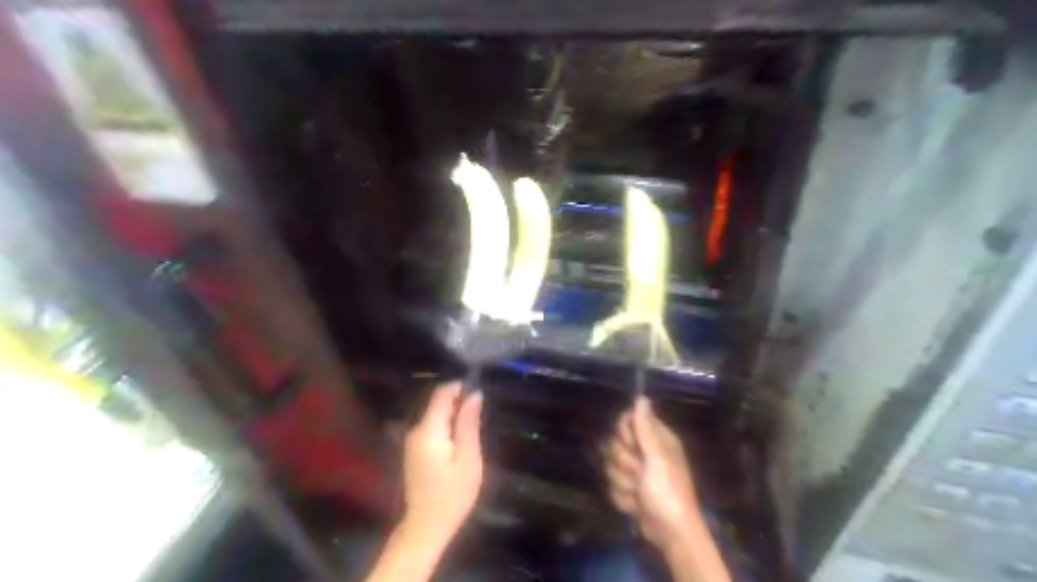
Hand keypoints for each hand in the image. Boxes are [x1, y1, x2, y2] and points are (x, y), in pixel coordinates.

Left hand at [405, 381, 485, 540]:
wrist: (426, 526)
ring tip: (473, 427)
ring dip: (454, 414)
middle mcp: (416, 430)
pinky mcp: (413, 450)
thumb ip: (469, 423)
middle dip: (459, 401)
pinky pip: (431, 427)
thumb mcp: (469, 458)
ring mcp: (412, 440)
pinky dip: (446, 426)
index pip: (442, 394)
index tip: (479, 393)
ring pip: (434, 414)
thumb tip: (474, 394)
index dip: (460, 387)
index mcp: (429, 430)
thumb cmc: (453, 494)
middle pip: (437, 403)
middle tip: (480, 415)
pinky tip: (459, 440)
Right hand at [605, 395, 699, 549]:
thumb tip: (641, 397)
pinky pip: (612, 484)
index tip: (632, 444)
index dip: (625, 432)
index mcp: (657, 439)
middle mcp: (646, 451)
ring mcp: (636, 471)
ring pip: (611, 465)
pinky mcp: (629, 489)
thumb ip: (645, 427)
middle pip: (615, 443)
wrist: (670, 534)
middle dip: (624, 462)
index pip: (628, 420)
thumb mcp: (656, 458)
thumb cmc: (667, 492)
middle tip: (640, 473)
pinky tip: (635, 505)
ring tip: (639, 493)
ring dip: (623, 482)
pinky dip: (622, 497)